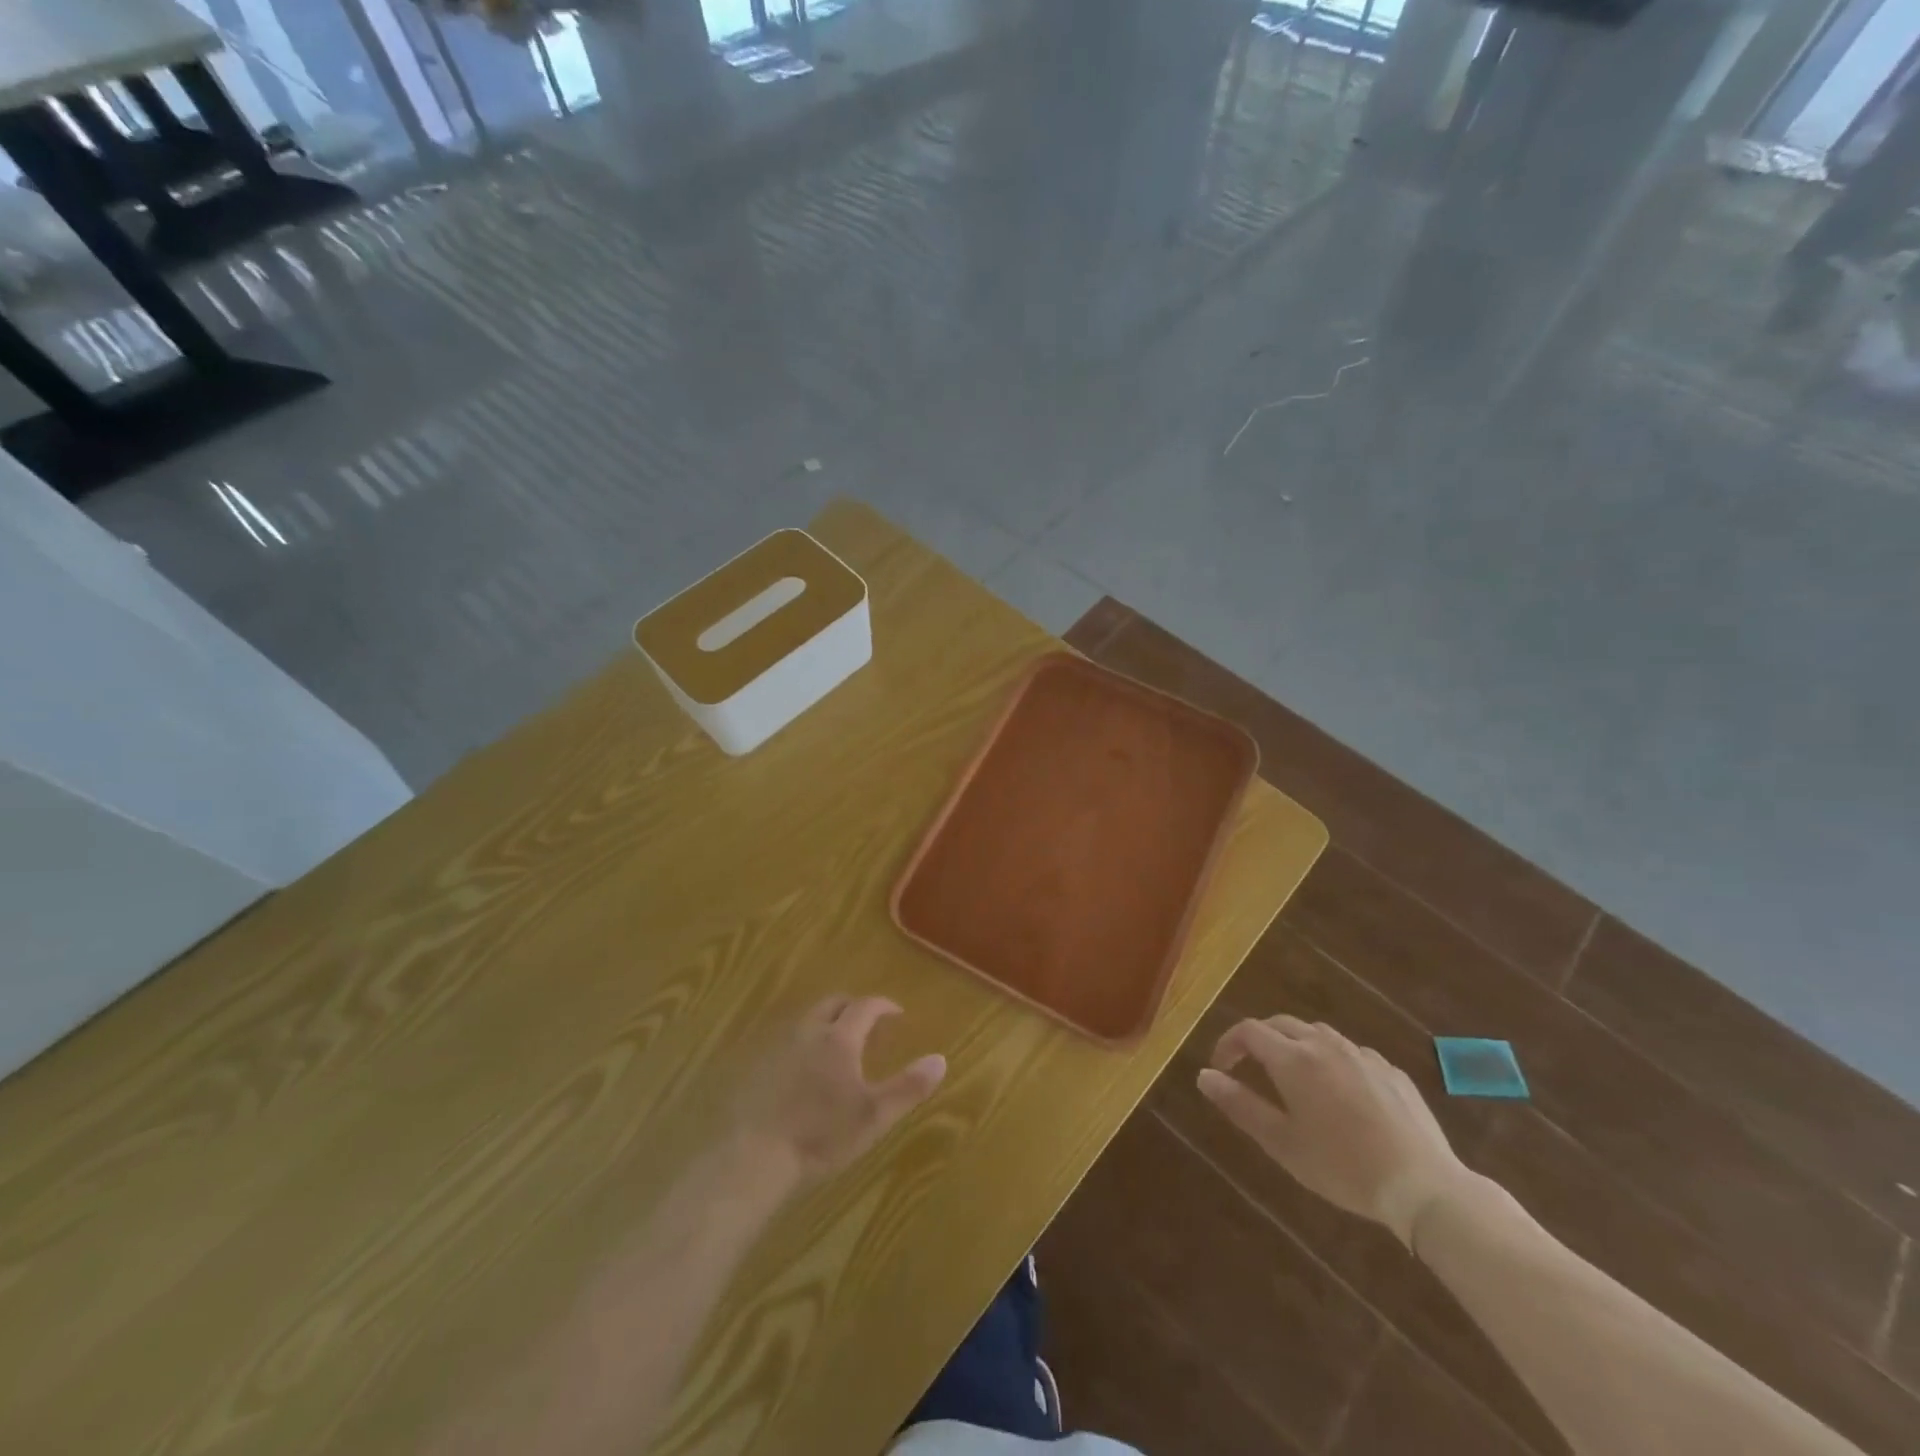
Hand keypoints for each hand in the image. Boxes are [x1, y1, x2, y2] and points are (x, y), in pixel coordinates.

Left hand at [733, 996, 946, 1185]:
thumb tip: (941, 1059)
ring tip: (838, 1045)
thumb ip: (908, 1087)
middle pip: (833, 1004)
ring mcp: (779, 1046)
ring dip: (827, 1023)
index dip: (883, 1005)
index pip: (865, 1006)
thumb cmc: (821, 1135)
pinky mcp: (758, 1065)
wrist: (756, 1156)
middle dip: (853, 1007)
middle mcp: (809, 1032)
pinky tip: (805, 1068)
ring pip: (808, 1020)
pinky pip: (788, 1040)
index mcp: (839, 1038)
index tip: (897, 1013)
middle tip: (868, 1023)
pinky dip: (804, 1042)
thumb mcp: (874, 1115)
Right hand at [1197, 1017, 1467, 1246]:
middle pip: (1281, 1024)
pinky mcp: (1391, 1071)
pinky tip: (1340, 1092)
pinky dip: (1332, 1060)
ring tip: (1292, 1077)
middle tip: (1249, 1067)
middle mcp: (1325, 1045)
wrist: (1423, 1186)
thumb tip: (1203, 1075)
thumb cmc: (1342, 1167)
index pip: (1248, 1031)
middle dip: (1259, 1039)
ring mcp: (1362, 1055)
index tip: (1220, 1069)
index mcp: (1293, 1059)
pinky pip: (1351, 1052)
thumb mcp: (1281, 1142)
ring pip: (1317, 1034)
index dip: (1228, 1044)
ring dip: (1295, 1045)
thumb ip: (1239, 1104)